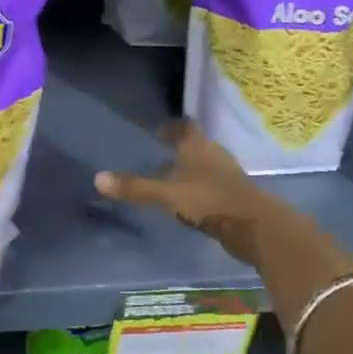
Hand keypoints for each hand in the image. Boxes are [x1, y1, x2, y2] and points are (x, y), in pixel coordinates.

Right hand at [94, 121, 291, 269]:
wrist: (255, 227)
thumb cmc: (208, 200)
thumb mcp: (165, 194)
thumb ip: (134, 187)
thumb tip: (97, 178)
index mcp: (197, 145)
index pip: (183, 126)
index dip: (169, 127)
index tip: (155, 132)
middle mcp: (213, 154)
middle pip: (193, 146)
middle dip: (176, 150)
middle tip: (154, 156)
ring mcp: (226, 176)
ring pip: (202, 167)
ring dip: (187, 171)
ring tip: (166, 181)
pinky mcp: (234, 197)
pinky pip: (209, 186)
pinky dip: (197, 190)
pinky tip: (185, 203)